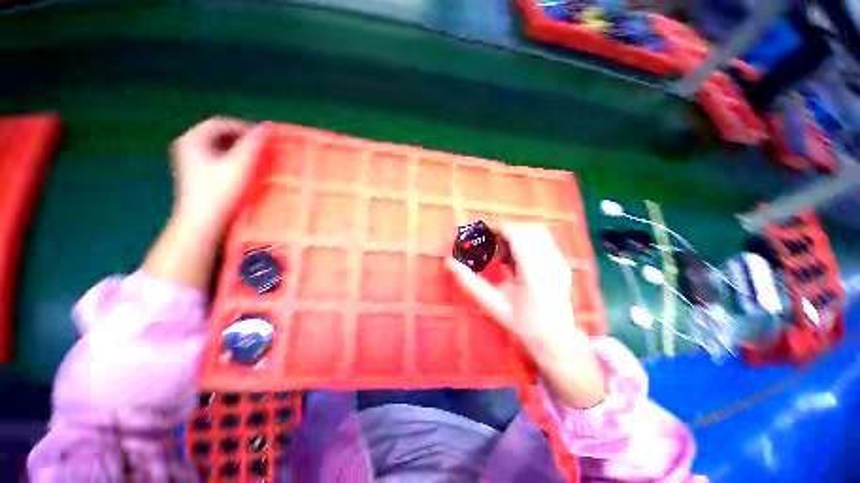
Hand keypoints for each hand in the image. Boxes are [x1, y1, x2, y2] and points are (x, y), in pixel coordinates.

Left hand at [169, 117, 267, 236]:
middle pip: (219, 135)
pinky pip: (217, 160)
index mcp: (193, 139)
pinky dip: (232, 161)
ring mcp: (190, 162)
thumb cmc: (221, 191)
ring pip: (218, 148)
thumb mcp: (240, 164)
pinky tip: (244, 171)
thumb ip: (253, 144)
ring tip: (257, 160)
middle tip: (262, 149)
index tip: (264, 138)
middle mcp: (188, 146)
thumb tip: (265, 128)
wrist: (203, 222)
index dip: (244, 128)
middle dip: (242, 140)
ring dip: (239, 151)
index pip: (221, 123)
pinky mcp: (196, 175)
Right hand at [446, 223, 605, 407]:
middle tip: (492, 244)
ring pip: (539, 232)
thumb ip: (470, 282)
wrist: (556, 341)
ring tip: (504, 252)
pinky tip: (518, 259)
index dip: (498, 228)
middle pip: (528, 229)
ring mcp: (560, 263)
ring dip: (518, 234)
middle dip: (507, 230)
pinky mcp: (563, 265)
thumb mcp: (493, 305)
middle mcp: (551, 263)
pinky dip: (528, 242)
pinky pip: (545, 242)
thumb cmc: (523, 325)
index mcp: (534, 273)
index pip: (517, 235)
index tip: (484, 231)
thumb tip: (449, 263)